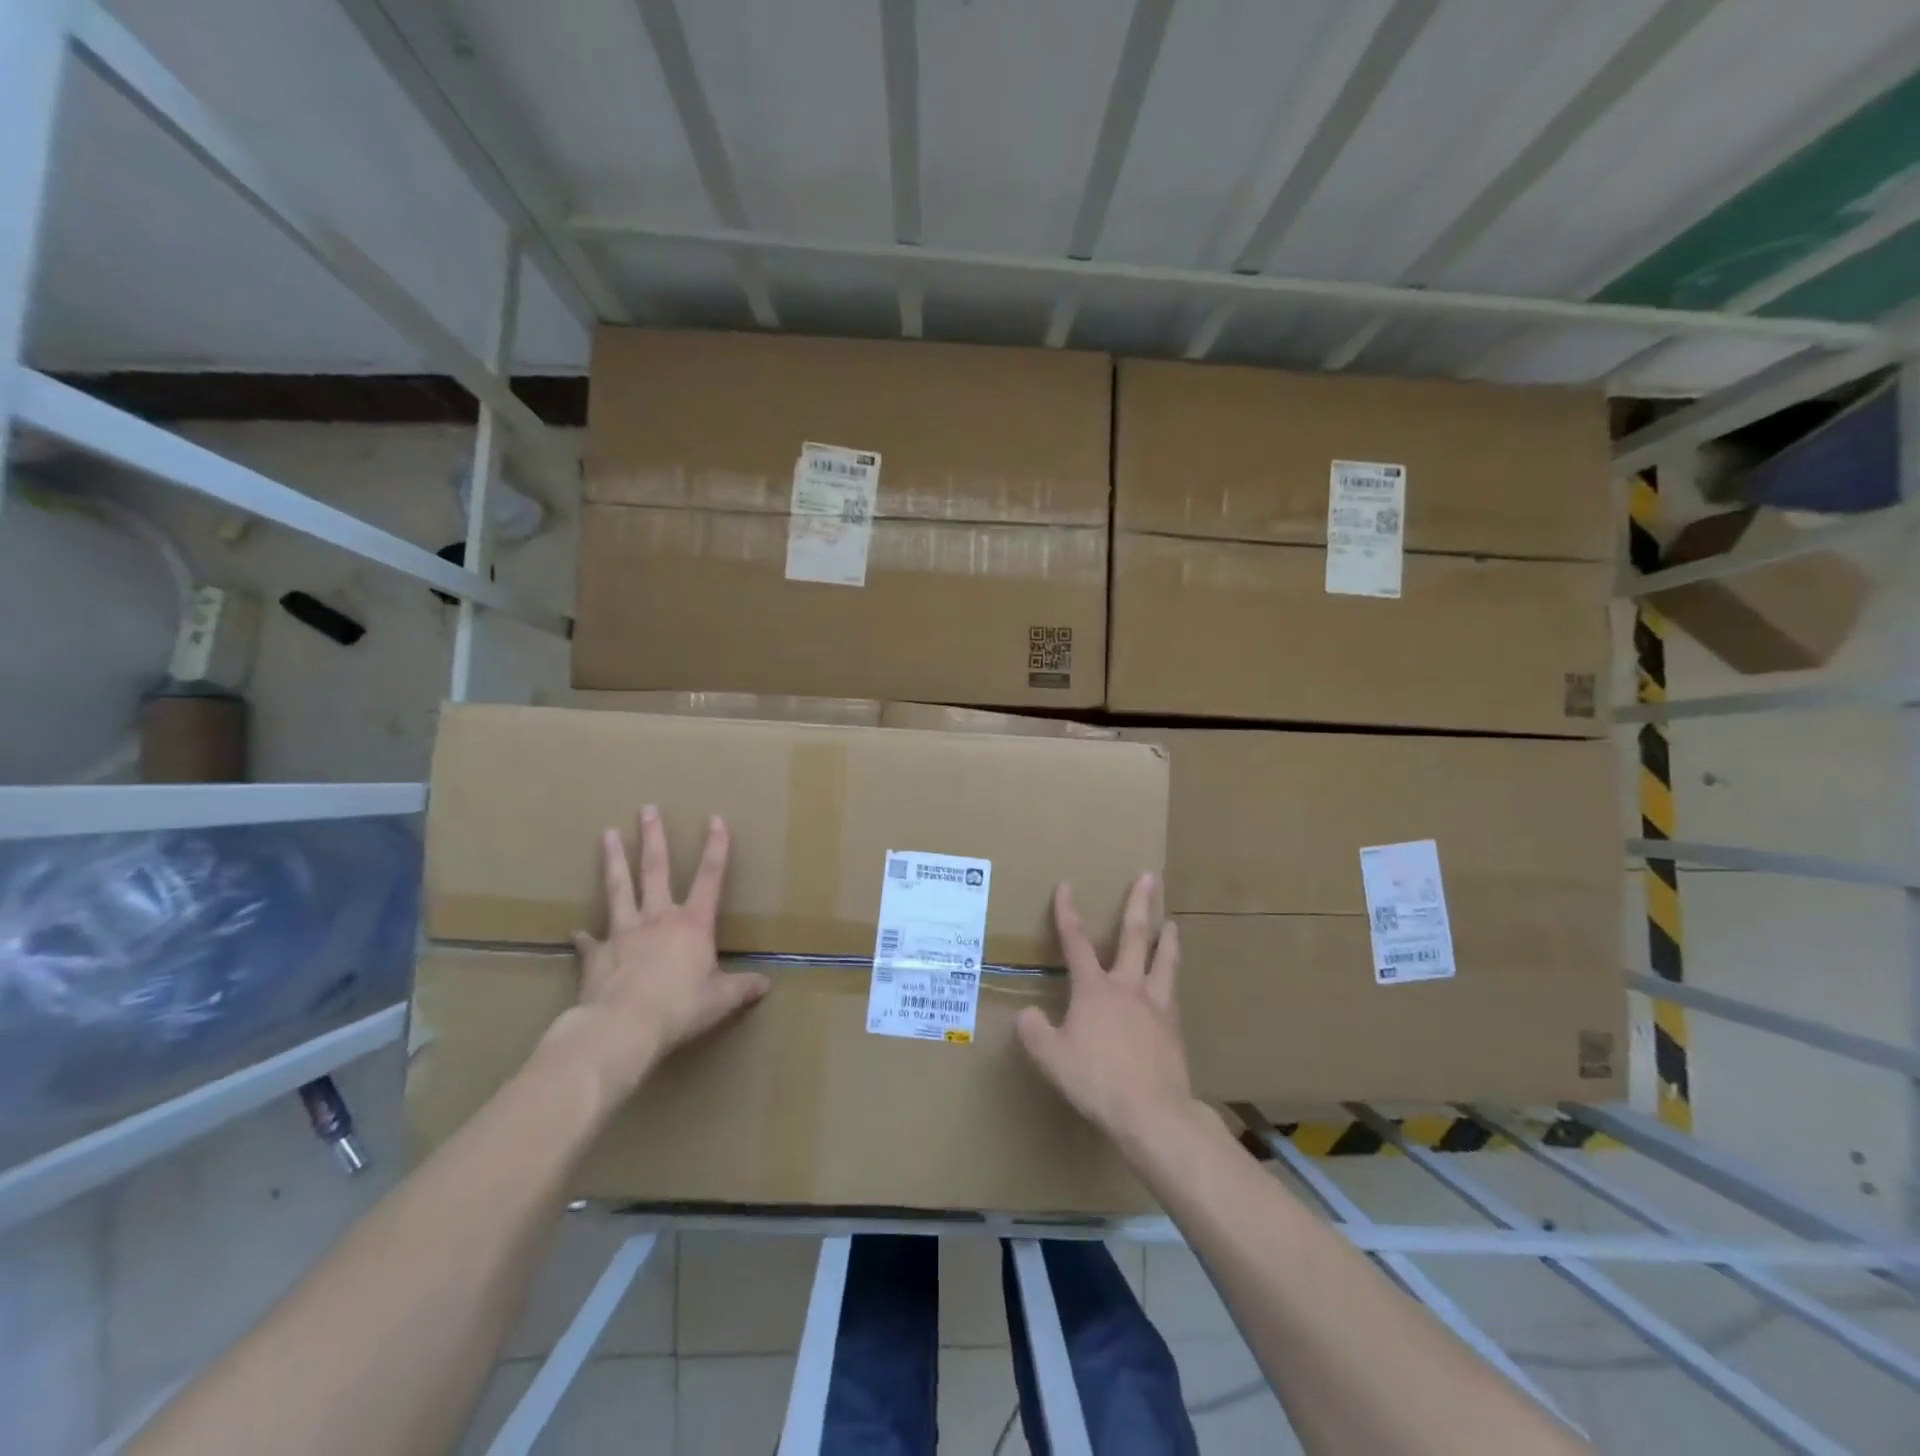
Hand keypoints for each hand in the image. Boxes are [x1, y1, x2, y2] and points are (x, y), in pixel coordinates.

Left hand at [542, 806, 769, 1101]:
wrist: (623, 1027)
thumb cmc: (680, 1007)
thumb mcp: (720, 1000)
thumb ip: (742, 988)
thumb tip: (766, 986)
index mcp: (693, 924)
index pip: (710, 877)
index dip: (716, 847)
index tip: (715, 818)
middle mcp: (658, 919)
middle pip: (655, 870)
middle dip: (654, 838)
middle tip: (646, 809)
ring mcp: (623, 933)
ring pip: (619, 889)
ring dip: (614, 861)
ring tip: (607, 834)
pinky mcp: (597, 955)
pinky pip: (589, 943)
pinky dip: (584, 938)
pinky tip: (576, 932)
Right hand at [1016, 874, 1193, 1145]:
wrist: (1151, 1112)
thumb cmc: (1096, 1080)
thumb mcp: (1051, 1058)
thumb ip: (1034, 1033)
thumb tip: (1026, 1015)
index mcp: (1094, 989)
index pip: (1076, 942)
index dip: (1068, 913)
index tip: (1066, 886)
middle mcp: (1127, 987)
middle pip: (1134, 936)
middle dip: (1139, 904)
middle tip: (1150, 877)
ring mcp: (1155, 1005)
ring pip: (1163, 961)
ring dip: (1167, 939)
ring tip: (1172, 923)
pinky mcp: (1174, 1027)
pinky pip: (1173, 992)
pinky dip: (1172, 978)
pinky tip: (1173, 982)